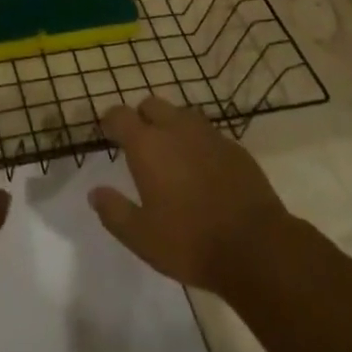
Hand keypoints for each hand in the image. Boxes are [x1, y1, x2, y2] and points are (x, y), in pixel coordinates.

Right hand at [89, 96, 293, 296]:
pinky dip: (197, 142)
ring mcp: (208, 134)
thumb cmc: (190, 242)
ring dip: (170, 126)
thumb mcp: (142, 237)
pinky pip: (207, 133)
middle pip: (151, 104)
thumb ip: (114, 212)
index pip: (120, 115)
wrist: (256, 246)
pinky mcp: (234, 146)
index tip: (107, 132)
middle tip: (139, 143)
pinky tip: (201, 169)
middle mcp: (176, 128)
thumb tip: (95, 193)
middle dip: (141, 117)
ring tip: (170, 155)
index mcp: (148, 145)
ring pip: (181, 115)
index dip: (110, 121)